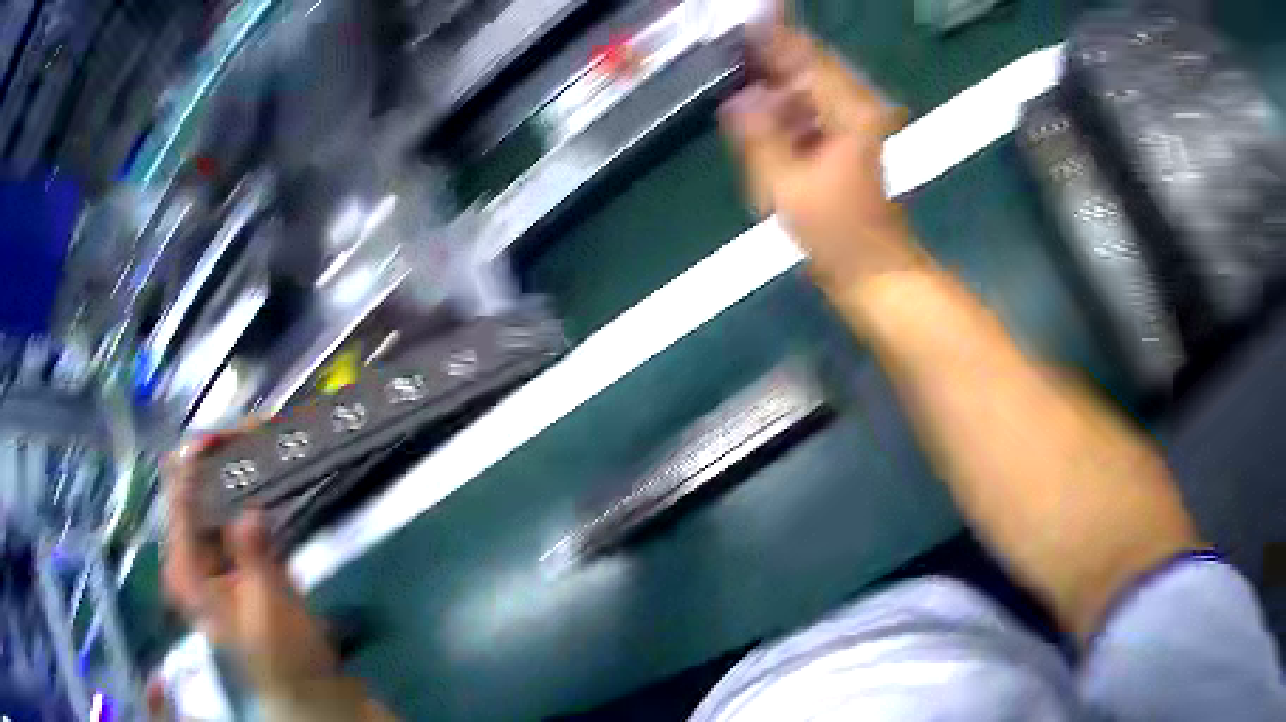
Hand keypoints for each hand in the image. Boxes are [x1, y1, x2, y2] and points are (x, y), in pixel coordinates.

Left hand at [160, 436, 340, 697]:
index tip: (232, 432)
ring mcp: (214, 550)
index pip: (179, 495)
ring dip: (239, 463)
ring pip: (216, 491)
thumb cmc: (284, 656)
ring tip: (266, 436)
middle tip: (258, 429)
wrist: (306, 684)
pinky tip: (271, 465)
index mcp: (185, 567)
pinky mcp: (237, 552)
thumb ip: (255, 560)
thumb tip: (250, 512)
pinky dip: (252, 483)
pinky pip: (237, 504)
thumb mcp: (269, 610)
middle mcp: (191, 551)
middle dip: (222, 454)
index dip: (198, 458)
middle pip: (194, 485)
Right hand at [720, 23, 921, 291]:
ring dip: (771, 81)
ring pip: (804, 87)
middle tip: (727, 46)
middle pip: (805, 65)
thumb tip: (738, 98)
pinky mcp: (840, 142)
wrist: (872, 272)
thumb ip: (759, 137)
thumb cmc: (839, 233)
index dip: (771, 36)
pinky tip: (755, 112)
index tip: (740, 20)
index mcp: (849, 110)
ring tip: (734, 74)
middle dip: (767, 55)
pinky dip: (780, 107)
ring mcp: (848, 125)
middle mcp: (853, 108)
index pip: (805, 56)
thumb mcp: (789, 186)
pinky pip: (805, 110)